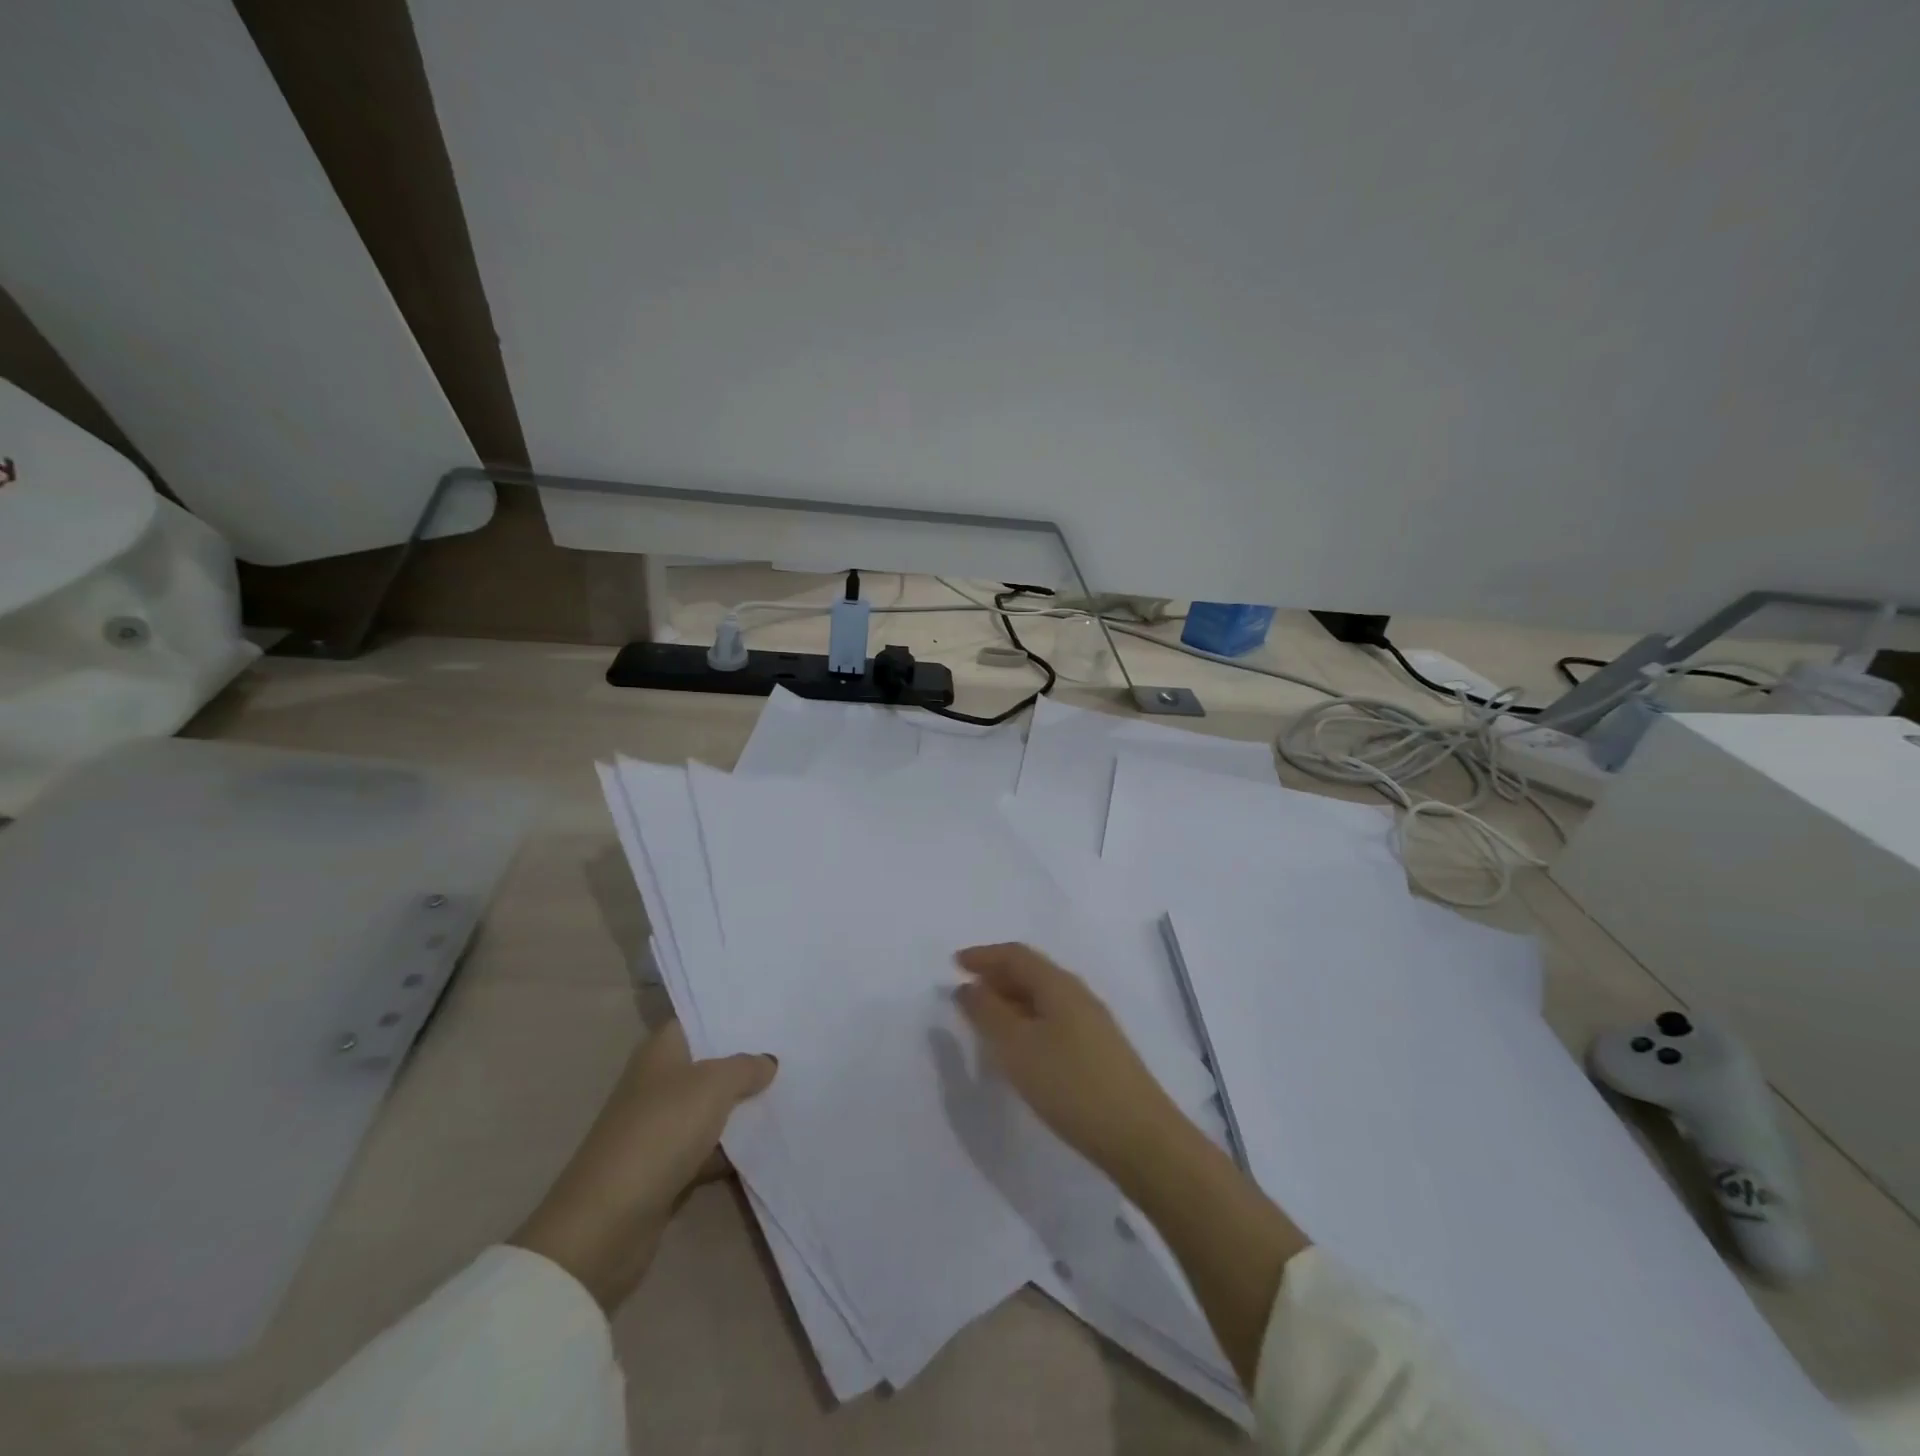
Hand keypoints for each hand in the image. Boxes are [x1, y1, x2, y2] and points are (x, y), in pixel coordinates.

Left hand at [511, 1020, 775, 1311]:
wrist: (608, 1222)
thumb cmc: (660, 1131)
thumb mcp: (713, 1085)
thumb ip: (745, 1067)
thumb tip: (767, 1061)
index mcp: (660, 1051)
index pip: (698, 1021)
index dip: (731, 1017)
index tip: (771, 1014)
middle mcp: (657, 1082)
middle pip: (708, 1064)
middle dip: (745, 1062)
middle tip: (792, 1051)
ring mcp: (660, 1126)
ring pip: (711, 1107)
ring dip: (742, 1107)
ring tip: (792, 1092)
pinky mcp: (666, 1167)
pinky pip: (709, 1147)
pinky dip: (732, 1148)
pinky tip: (769, 1143)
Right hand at [954, 942, 1185, 1182]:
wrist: (1139, 1137)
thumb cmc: (1070, 1084)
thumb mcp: (1017, 1047)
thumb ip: (987, 1013)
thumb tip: (968, 986)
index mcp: (1059, 985)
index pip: (1016, 955)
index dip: (983, 955)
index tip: (954, 964)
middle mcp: (1077, 995)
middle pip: (1031, 972)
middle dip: (996, 976)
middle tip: (965, 993)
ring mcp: (1092, 1023)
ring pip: (1043, 998)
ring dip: (1011, 1001)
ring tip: (985, 1021)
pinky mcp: (1098, 1051)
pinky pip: (1053, 1020)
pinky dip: (1027, 1022)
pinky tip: (1019, 1049)